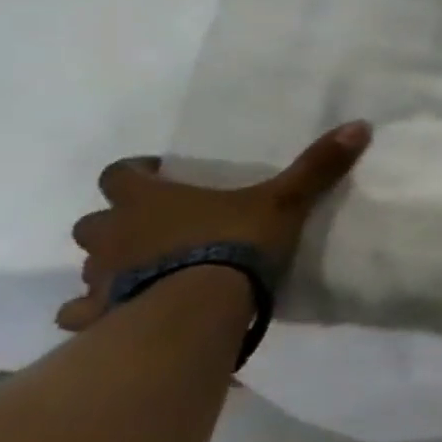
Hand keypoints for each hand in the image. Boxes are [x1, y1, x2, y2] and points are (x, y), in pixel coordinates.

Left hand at [60, 121, 372, 332]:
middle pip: (95, 221)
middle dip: (117, 222)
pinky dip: (96, 312)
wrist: (195, 310)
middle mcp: (113, 234)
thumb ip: (316, 166)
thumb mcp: (285, 201)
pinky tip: (119, 316)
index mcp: (148, 200)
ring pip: (87, 266)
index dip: (136, 173)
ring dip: (109, 265)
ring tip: (144, 272)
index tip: (158, 175)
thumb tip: (359, 125)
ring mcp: (100, 278)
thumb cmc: (233, 244)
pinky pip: (83, 313)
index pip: (120, 175)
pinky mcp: (99, 316)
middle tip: (153, 227)